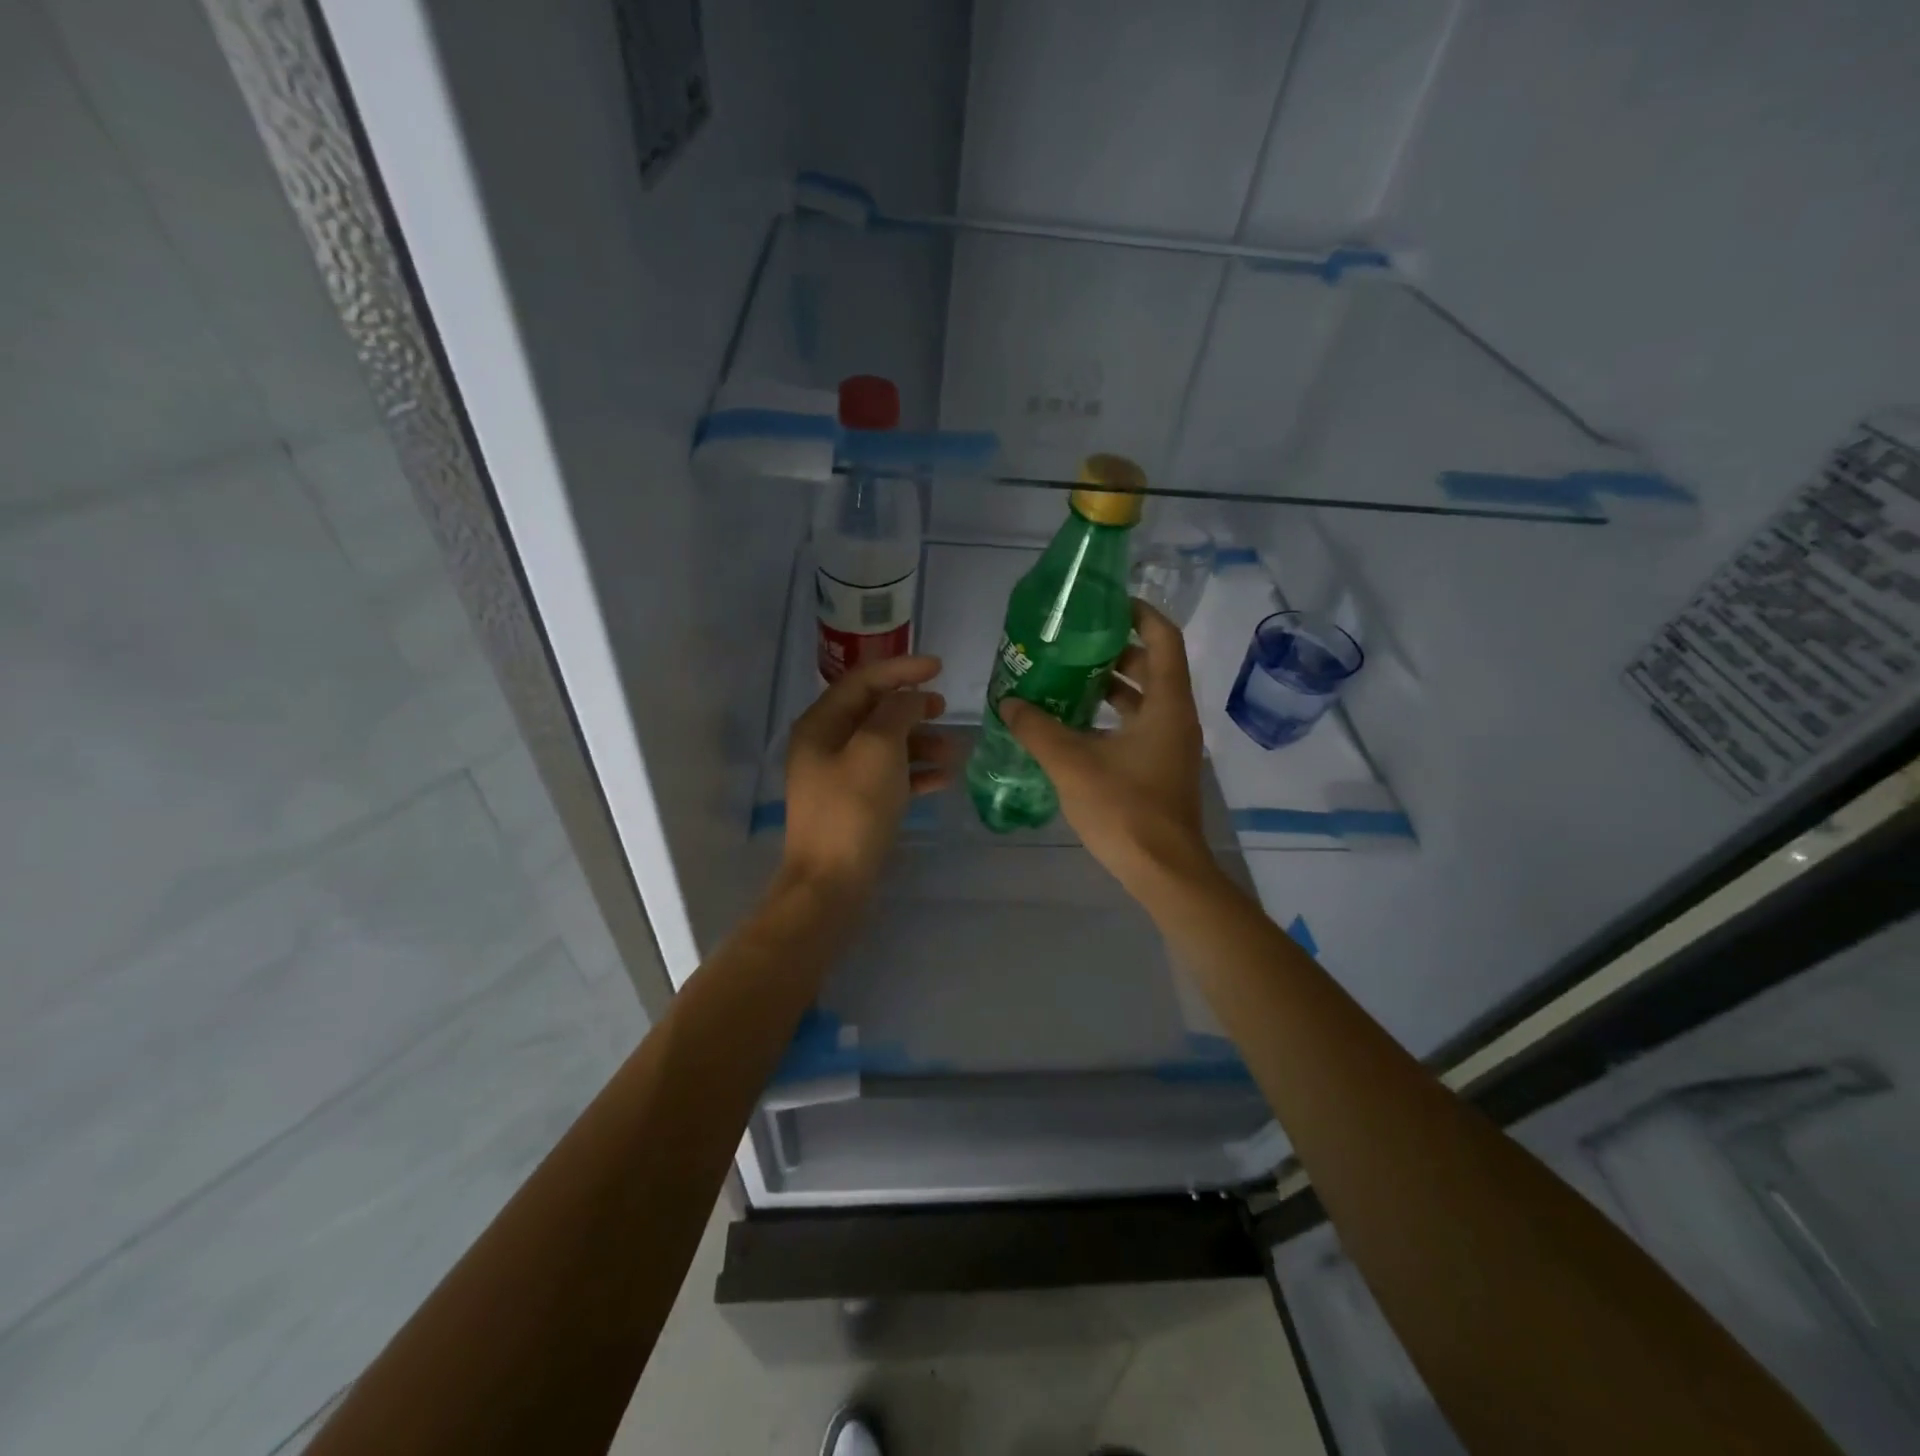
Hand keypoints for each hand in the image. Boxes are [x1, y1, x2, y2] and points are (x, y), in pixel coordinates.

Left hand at [780, 655, 955, 900]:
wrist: (831, 885)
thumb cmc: (853, 809)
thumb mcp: (877, 749)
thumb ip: (896, 712)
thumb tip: (911, 698)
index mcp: (821, 725)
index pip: (863, 681)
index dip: (901, 669)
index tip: (939, 667)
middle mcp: (826, 746)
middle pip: (874, 712)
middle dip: (912, 708)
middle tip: (945, 709)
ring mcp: (839, 778)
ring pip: (886, 746)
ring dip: (920, 743)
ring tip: (954, 752)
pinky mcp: (855, 806)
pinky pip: (889, 777)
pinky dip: (915, 773)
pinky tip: (944, 779)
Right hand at [1001, 601, 1212, 898]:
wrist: (1163, 871)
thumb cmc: (1125, 809)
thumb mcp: (1072, 764)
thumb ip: (1037, 729)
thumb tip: (1008, 702)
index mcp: (1166, 705)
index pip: (1163, 638)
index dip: (1139, 613)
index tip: (1105, 603)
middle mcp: (1175, 718)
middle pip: (1152, 666)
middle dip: (1113, 650)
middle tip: (1071, 643)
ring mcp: (1170, 746)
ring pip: (1143, 700)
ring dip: (1110, 686)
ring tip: (1065, 679)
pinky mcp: (1160, 769)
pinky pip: (1137, 727)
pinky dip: (1110, 718)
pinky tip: (1073, 726)